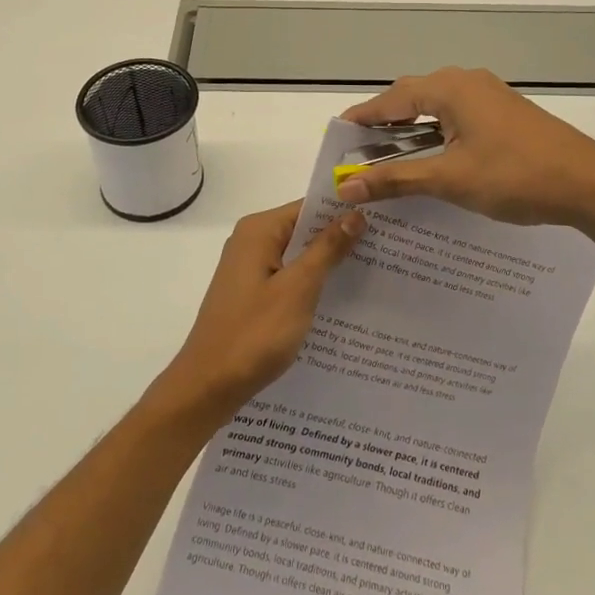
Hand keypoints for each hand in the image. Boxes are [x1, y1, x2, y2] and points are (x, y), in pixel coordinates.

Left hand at [155, 201, 364, 423]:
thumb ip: (327, 249)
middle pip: (303, 230)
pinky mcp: (251, 294)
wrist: (207, 387)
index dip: (344, 212)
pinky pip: (288, 277)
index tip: (382, 220)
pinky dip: (310, 284)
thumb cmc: (254, 334)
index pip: (309, 207)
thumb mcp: (298, 289)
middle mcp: (251, 241)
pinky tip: (339, 300)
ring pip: (297, 256)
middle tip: (386, 247)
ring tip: (373, 271)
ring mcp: (248, 269)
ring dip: (327, 264)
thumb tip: (355, 214)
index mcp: (259, 230)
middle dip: (340, 238)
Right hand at [336, 67, 594, 226]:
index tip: (336, 135)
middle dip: (384, 123)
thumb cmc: (516, 175)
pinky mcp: (505, 114)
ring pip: (437, 108)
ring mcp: (490, 97)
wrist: (589, 183)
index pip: (392, 98)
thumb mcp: (450, 179)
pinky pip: (457, 117)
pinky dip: (436, 135)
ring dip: (411, 131)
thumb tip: (345, 186)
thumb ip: (395, 180)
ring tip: (387, 158)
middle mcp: (468, 83)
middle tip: (358, 151)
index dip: (362, 117)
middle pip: (413, 98)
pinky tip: (431, 160)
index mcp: (451, 89)